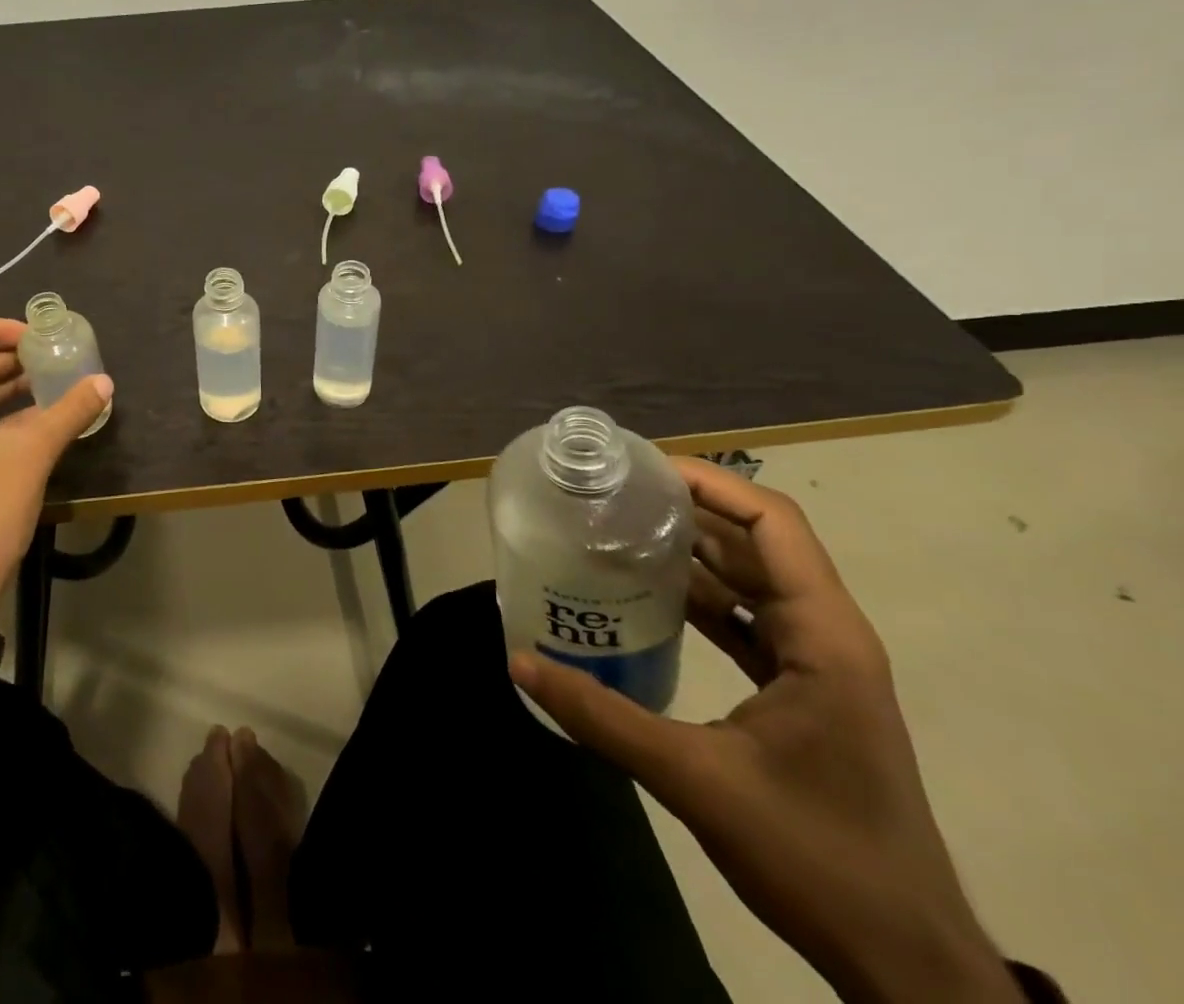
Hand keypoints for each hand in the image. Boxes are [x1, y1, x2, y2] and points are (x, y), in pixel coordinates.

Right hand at [510, 459, 1020, 1003]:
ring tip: (618, 532)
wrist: (902, 960)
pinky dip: (702, 599)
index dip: (711, 483)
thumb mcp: (695, 779)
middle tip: (612, 494)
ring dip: (692, 553)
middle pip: (758, 543)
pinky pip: (748, 621)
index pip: (773, 524)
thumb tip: (519, 661)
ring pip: (752, 582)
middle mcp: (828, 636)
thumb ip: (601, 716)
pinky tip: (649, 597)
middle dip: (688, 510)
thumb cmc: (815, 855)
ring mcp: (819, 665)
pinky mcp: (804, 693)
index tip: (641, 468)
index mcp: (824, 637)